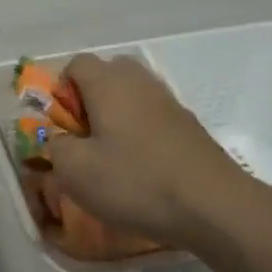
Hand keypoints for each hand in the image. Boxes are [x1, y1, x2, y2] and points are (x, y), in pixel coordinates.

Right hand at [47, 53, 271, 252]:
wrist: (215, 207)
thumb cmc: (136, 181)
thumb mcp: (75, 171)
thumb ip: (55, 146)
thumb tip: (60, 139)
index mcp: (108, 82)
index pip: (75, 64)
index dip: (61, 91)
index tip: (64, 127)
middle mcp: (139, 82)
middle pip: (107, 74)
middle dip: (90, 101)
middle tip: (86, 138)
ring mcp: (169, 102)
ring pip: (132, 96)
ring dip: (117, 119)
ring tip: (114, 158)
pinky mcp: (189, 126)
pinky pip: (153, 118)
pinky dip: (142, 135)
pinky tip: (144, 170)